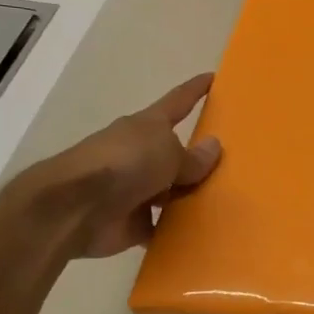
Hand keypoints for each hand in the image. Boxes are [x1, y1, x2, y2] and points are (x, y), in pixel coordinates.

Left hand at [7, 74, 222, 258]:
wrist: (76, 207)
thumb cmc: (124, 164)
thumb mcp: (167, 152)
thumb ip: (193, 156)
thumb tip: (213, 146)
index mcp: (148, 127)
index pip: (178, 102)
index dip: (195, 90)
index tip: (214, 78)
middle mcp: (142, 155)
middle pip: (177, 153)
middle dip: (200, 159)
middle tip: (236, 166)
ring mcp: (137, 190)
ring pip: (173, 193)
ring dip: (192, 198)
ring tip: (230, 205)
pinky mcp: (134, 222)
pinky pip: (165, 227)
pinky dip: (180, 231)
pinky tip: (207, 236)